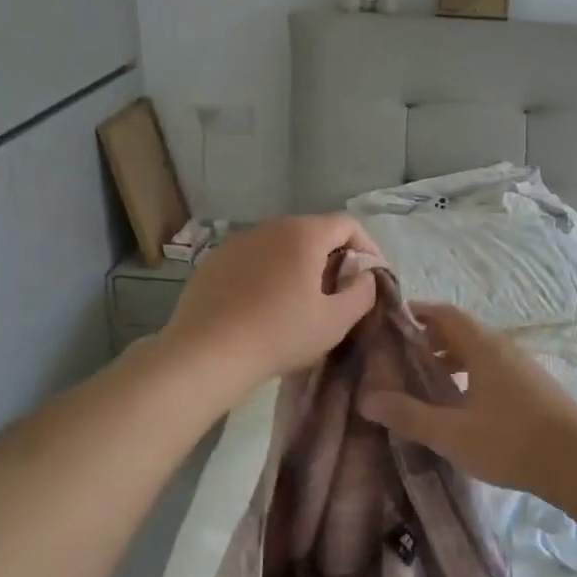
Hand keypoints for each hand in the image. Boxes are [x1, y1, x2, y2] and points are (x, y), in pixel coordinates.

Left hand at [159, 215, 380, 396]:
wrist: (206, 353)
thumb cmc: (279, 334)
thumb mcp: (335, 321)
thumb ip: (362, 293)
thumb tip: (364, 276)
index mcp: (304, 234)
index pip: (347, 224)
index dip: (367, 247)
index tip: (370, 277)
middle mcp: (271, 227)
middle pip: (313, 232)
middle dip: (333, 257)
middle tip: (338, 292)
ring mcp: (238, 241)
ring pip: (281, 245)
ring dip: (299, 265)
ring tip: (300, 301)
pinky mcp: (215, 260)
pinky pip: (254, 259)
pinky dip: (268, 274)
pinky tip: (263, 306)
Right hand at [361, 303, 576, 497]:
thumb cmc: (510, 441)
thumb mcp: (451, 432)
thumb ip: (408, 414)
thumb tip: (365, 399)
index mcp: (482, 346)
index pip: (444, 313)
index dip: (416, 313)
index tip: (390, 324)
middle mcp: (502, 347)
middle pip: (460, 330)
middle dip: (428, 339)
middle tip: (400, 357)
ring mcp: (521, 366)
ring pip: (477, 351)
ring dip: (449, 359)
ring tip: (425, 382)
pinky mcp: (532, 386)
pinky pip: (492, 367)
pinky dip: (469, 374)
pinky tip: (461, 404)